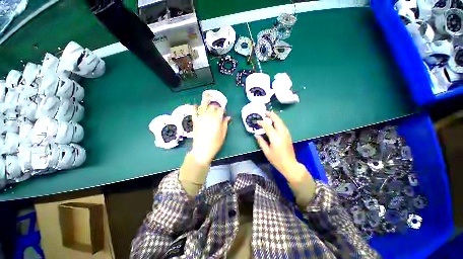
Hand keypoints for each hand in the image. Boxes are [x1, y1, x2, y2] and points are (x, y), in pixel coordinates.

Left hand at [190, 103, 230, 164]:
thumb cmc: (214, 144)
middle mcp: (208, 116)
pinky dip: (194, 108)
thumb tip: (228, 117)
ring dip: (206, 100)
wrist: (201, 151)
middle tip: (217, 109)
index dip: (223, 110)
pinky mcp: (195, 121)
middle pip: (212, 107)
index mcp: (217, 120)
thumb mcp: (223, 135)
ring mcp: (200, 118)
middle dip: (216, 106)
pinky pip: (194, 112)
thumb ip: (225, 124)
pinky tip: (196, 105)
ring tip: (207, 95)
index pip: (220, 110)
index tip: (224, 113)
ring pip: (203, 106)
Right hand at [255, 112, 304, 180]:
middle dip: (271, 115)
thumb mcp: (266, 151)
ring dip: (276, 118)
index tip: (257, 121)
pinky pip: (283, 126)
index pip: (268, 126)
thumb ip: (261, 142)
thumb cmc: (276, 159)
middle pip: (277, 121)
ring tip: (270, 115)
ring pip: (281, 122)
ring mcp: (286, 134)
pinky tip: (275, 123)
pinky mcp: (288, 136)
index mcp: (275, 137)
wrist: (289, 164)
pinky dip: (279, 122)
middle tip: (265, 112)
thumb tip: (256, 134)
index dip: (262, 122)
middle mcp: (282, 133)